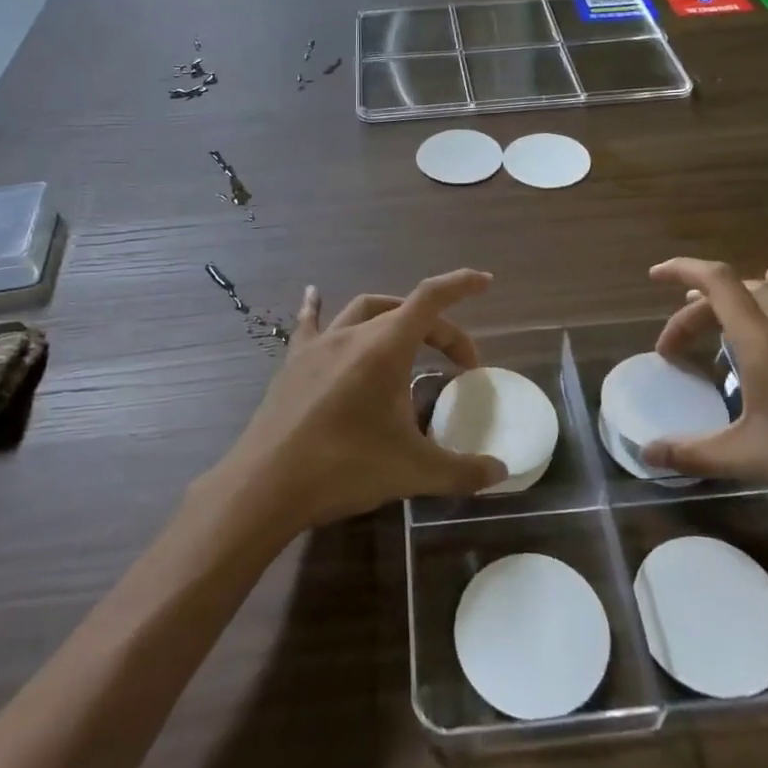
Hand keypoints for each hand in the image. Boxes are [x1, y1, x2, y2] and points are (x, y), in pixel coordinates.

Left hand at [203, 270, 507, 537]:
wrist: (266, 485)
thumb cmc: (344, 468)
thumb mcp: (413, 471)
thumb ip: (463, 471)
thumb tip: (501, 472)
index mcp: (385, 348)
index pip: (431, 299)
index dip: (460, 285)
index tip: (485, 281)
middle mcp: (352, 335)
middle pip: (404, 311)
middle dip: (437, 329)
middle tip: (456, 364)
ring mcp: (318, 345)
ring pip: (362, 310)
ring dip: (392, 316)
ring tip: (407, 335)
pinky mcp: (293, 362)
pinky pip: (310, 324)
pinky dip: (319, 308)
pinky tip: (313, 294)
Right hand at [642, 259, 767, 527]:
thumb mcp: (750, 458)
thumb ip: (694, 453)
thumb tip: (647, 454)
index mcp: (763, 342)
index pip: (717, 284)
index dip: (683, 271)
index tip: (655, 276)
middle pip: (739, 291)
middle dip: (699, 307)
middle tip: (678, 345)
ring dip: (739, 297)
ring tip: (719, 311)